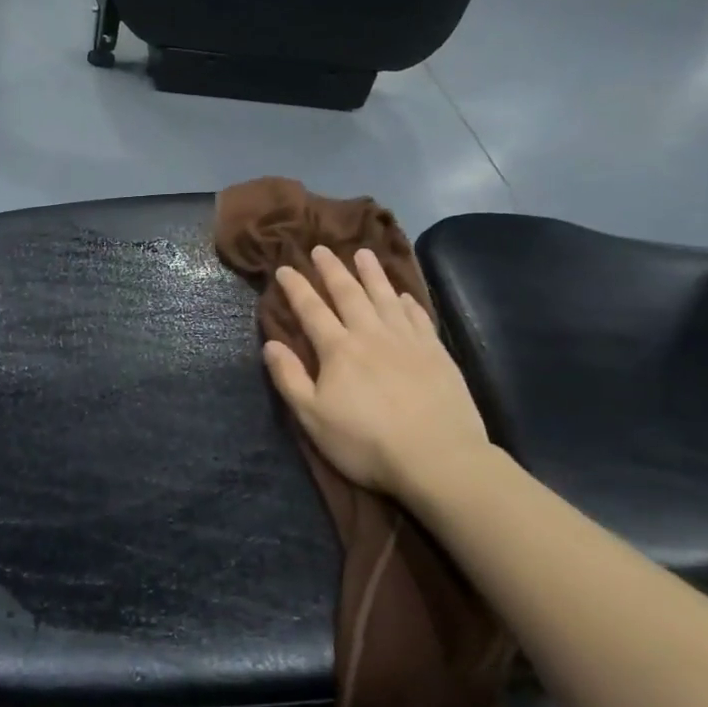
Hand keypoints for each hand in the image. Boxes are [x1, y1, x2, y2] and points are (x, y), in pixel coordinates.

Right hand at [264, 246, 495, 503]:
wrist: (437, 457)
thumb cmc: (366, 442)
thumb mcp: (313, 418)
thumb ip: (290, 378)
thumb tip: (271, 344)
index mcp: (338, 350)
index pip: (311, 309)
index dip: (296, 287)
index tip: (285, 268)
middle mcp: (371, 334)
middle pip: (349, 293)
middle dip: (332, 269)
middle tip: (321, 248)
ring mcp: (407, 340)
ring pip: (385, 296)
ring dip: (372, 273)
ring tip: (363, 253)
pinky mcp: (436, 352)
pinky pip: (418, 316)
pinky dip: (407, 302)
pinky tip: (403, 295)